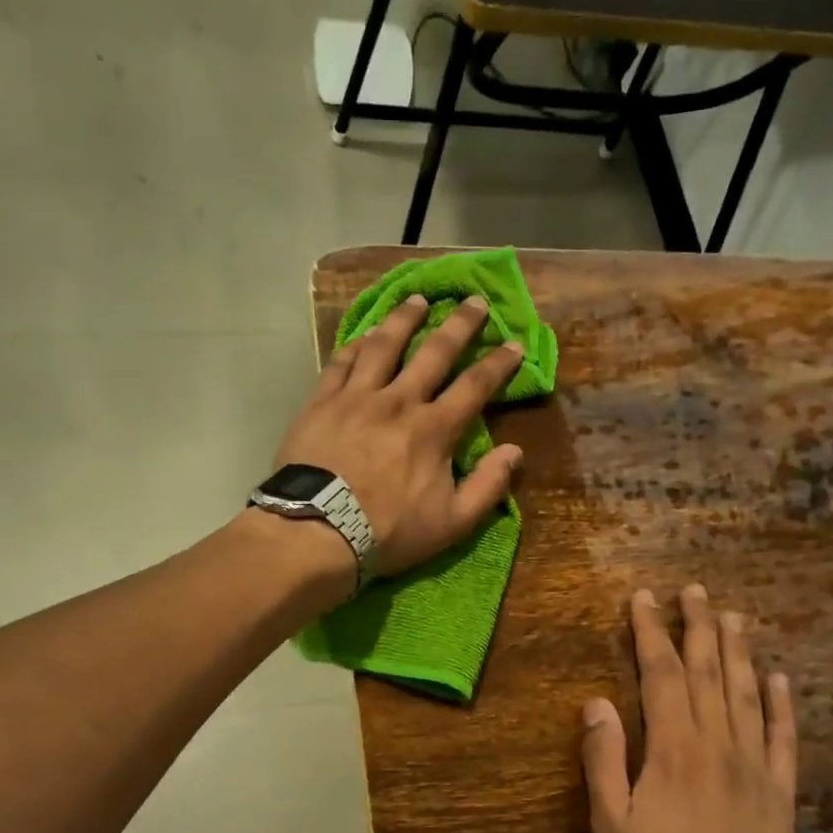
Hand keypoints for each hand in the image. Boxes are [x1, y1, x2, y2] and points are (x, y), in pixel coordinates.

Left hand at [274, 295, 523, 578]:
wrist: (317, 532)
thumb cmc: (389, 532)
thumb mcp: (452, 523)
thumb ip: (488, 486)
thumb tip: (515, 452)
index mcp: (434, 429)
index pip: (475, 386)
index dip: (498, 364)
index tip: (514, 343)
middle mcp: (399, 401)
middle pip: (434, 352)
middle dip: (459, 324)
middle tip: (473, 300)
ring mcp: (357, 397)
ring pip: (384, 345)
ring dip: (404, 319)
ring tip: (417, 299)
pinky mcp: (322, 402)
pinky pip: (342, 361)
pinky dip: (357, 343)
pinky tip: (365, 334)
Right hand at [580, 585, 798, 832]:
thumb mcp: (611, 826)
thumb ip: (603, 760)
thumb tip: (596, 702)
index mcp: (674, 751)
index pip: (662, 675)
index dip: (651, 633)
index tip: (644, 599)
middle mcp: (718, 746)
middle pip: (709, 673)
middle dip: (698, 627)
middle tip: (694, 590)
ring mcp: (755, 768)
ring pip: (747, 695)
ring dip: (738, 652)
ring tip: (733, 616)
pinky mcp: (780, 795)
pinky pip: (784, 739)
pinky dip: (782, 705)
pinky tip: (780, 679)